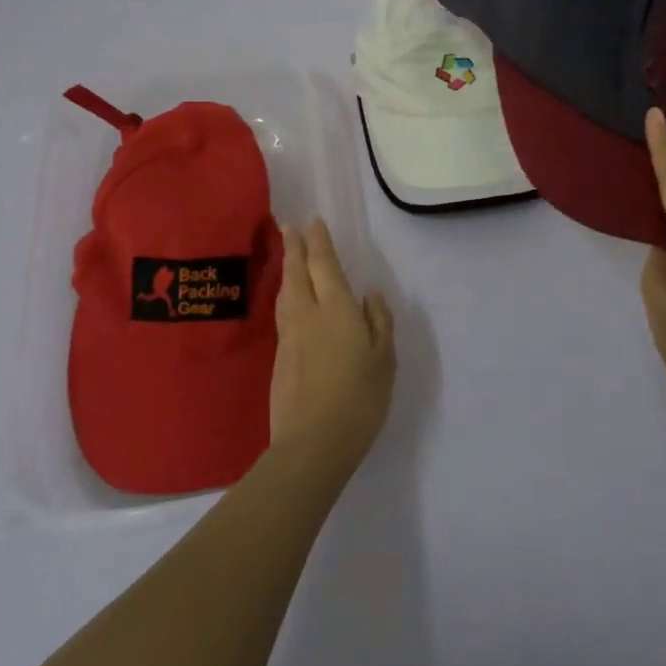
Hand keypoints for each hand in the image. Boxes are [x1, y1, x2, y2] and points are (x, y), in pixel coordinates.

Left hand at [270, 219, 395, 471]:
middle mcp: (308, 314)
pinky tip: (290, 302)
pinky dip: (286, 296)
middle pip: (297, 273)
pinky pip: (283, 314)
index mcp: (336, 309)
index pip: (324, 265)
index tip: (312, 222)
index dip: (318, 242)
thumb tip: (371, 295)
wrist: (313, 443)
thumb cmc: (359, 398)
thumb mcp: (384, 359)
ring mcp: (290, 336)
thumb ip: (379, 322)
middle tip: (289, 227)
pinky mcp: (280, 358)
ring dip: (287, 270)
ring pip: (286, 293)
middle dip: (294, 247)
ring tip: (289, 258)